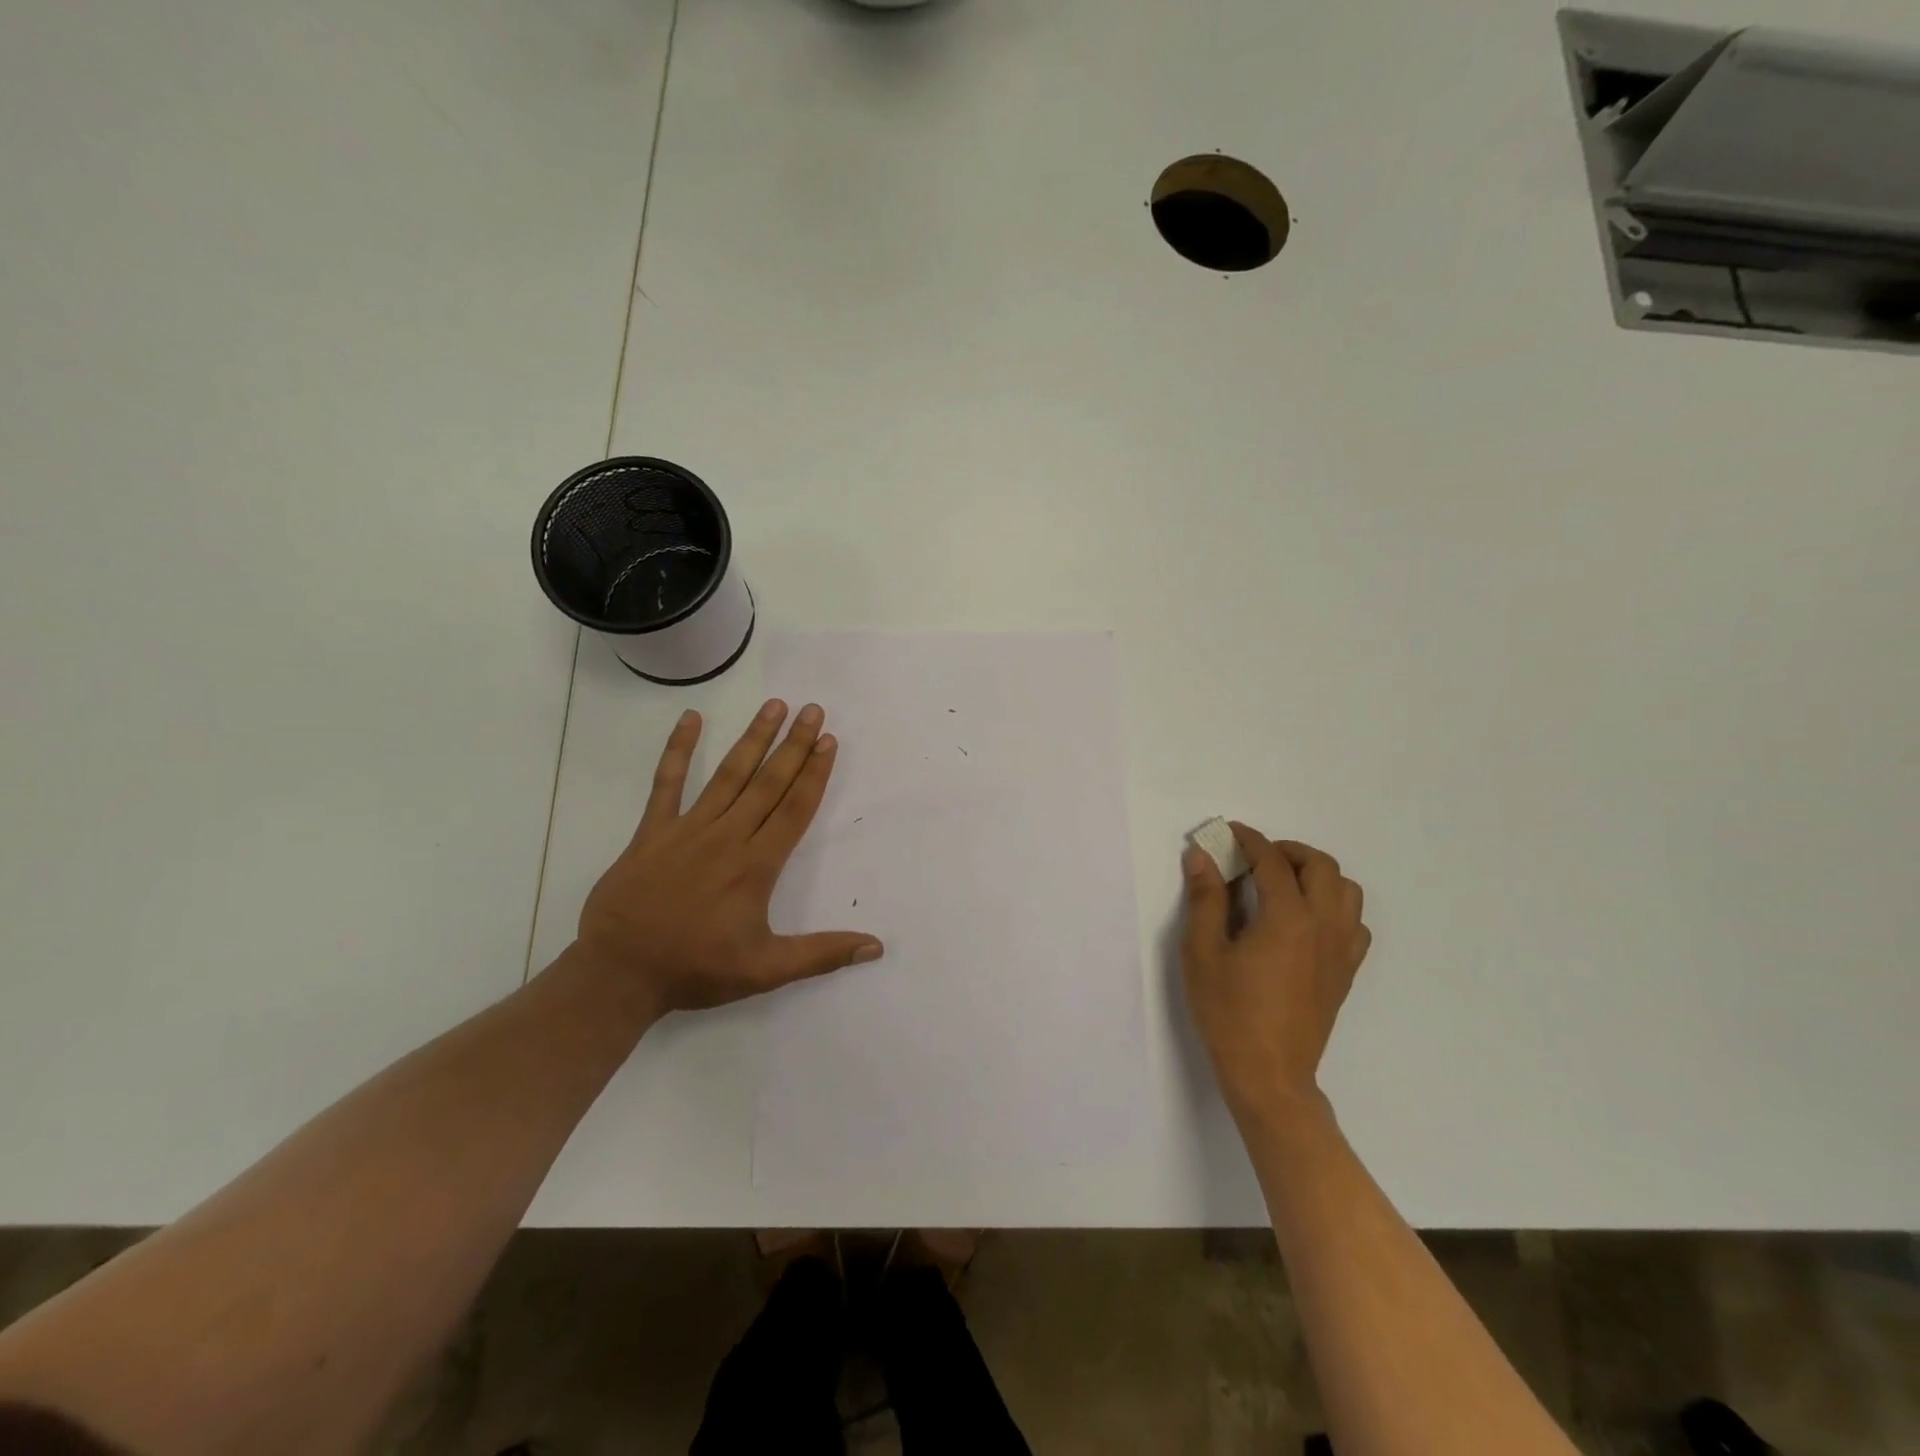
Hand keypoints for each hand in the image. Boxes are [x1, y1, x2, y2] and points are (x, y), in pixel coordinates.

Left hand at [574, 700, 883, 1016]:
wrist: (619, 973)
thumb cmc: (696, 969)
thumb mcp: (766, 970)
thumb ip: (822, 954)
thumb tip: (876, 946)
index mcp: (756, 866)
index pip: (794, 809)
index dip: (814, 774)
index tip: (828, 741)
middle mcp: (727, 837)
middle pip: (768, 783)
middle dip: (793, 745)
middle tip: (812, 710)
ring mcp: (687, 829)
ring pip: (728, 775)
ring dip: (753, 739)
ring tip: (773, 706)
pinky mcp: (652, 831)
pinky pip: (667, 783)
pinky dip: (678, 750)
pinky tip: (690, 719)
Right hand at [1180, 825, 1370, 1127]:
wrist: (1269, 1073)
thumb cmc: (1228, 1012)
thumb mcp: (1203, 952)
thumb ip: (1205, 899)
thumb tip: (1201, 856)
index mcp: (1287, 917)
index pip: (1272, 861)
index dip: (1250, 840)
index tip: (1230, 832)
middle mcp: (1323, 925)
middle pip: (1320, 866)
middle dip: (1288, 851)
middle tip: (1256, 857)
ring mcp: (1342, 950)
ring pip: (1346, 890)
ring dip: (1317, 875)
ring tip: (1284, 883)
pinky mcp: (1347, 971)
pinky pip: (1354, 923)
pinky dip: (1334, 906)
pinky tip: (1306, 920)